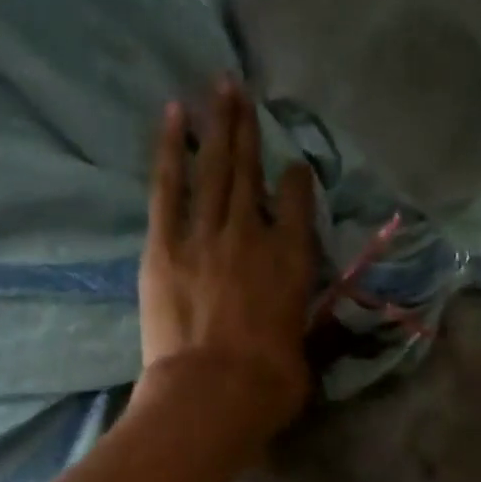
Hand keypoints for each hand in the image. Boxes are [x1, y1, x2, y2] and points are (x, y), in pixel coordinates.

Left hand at [138, 78, 317, 433]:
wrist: (210, 394)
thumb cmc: (266, 386)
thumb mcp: (304, 360)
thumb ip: (309, 332)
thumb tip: (316, 331)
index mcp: (292, 260)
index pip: (297, 203)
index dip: (296, 181)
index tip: (293, 169)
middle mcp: (252, 235)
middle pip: (250, 171)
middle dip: (248, 128)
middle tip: (241, 90)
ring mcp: (205, 235)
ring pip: (214, 168)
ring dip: (217, 125)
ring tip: (217, 87)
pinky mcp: (164, 246)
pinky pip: (169, 186)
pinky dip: (172, 149)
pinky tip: (175, 116)